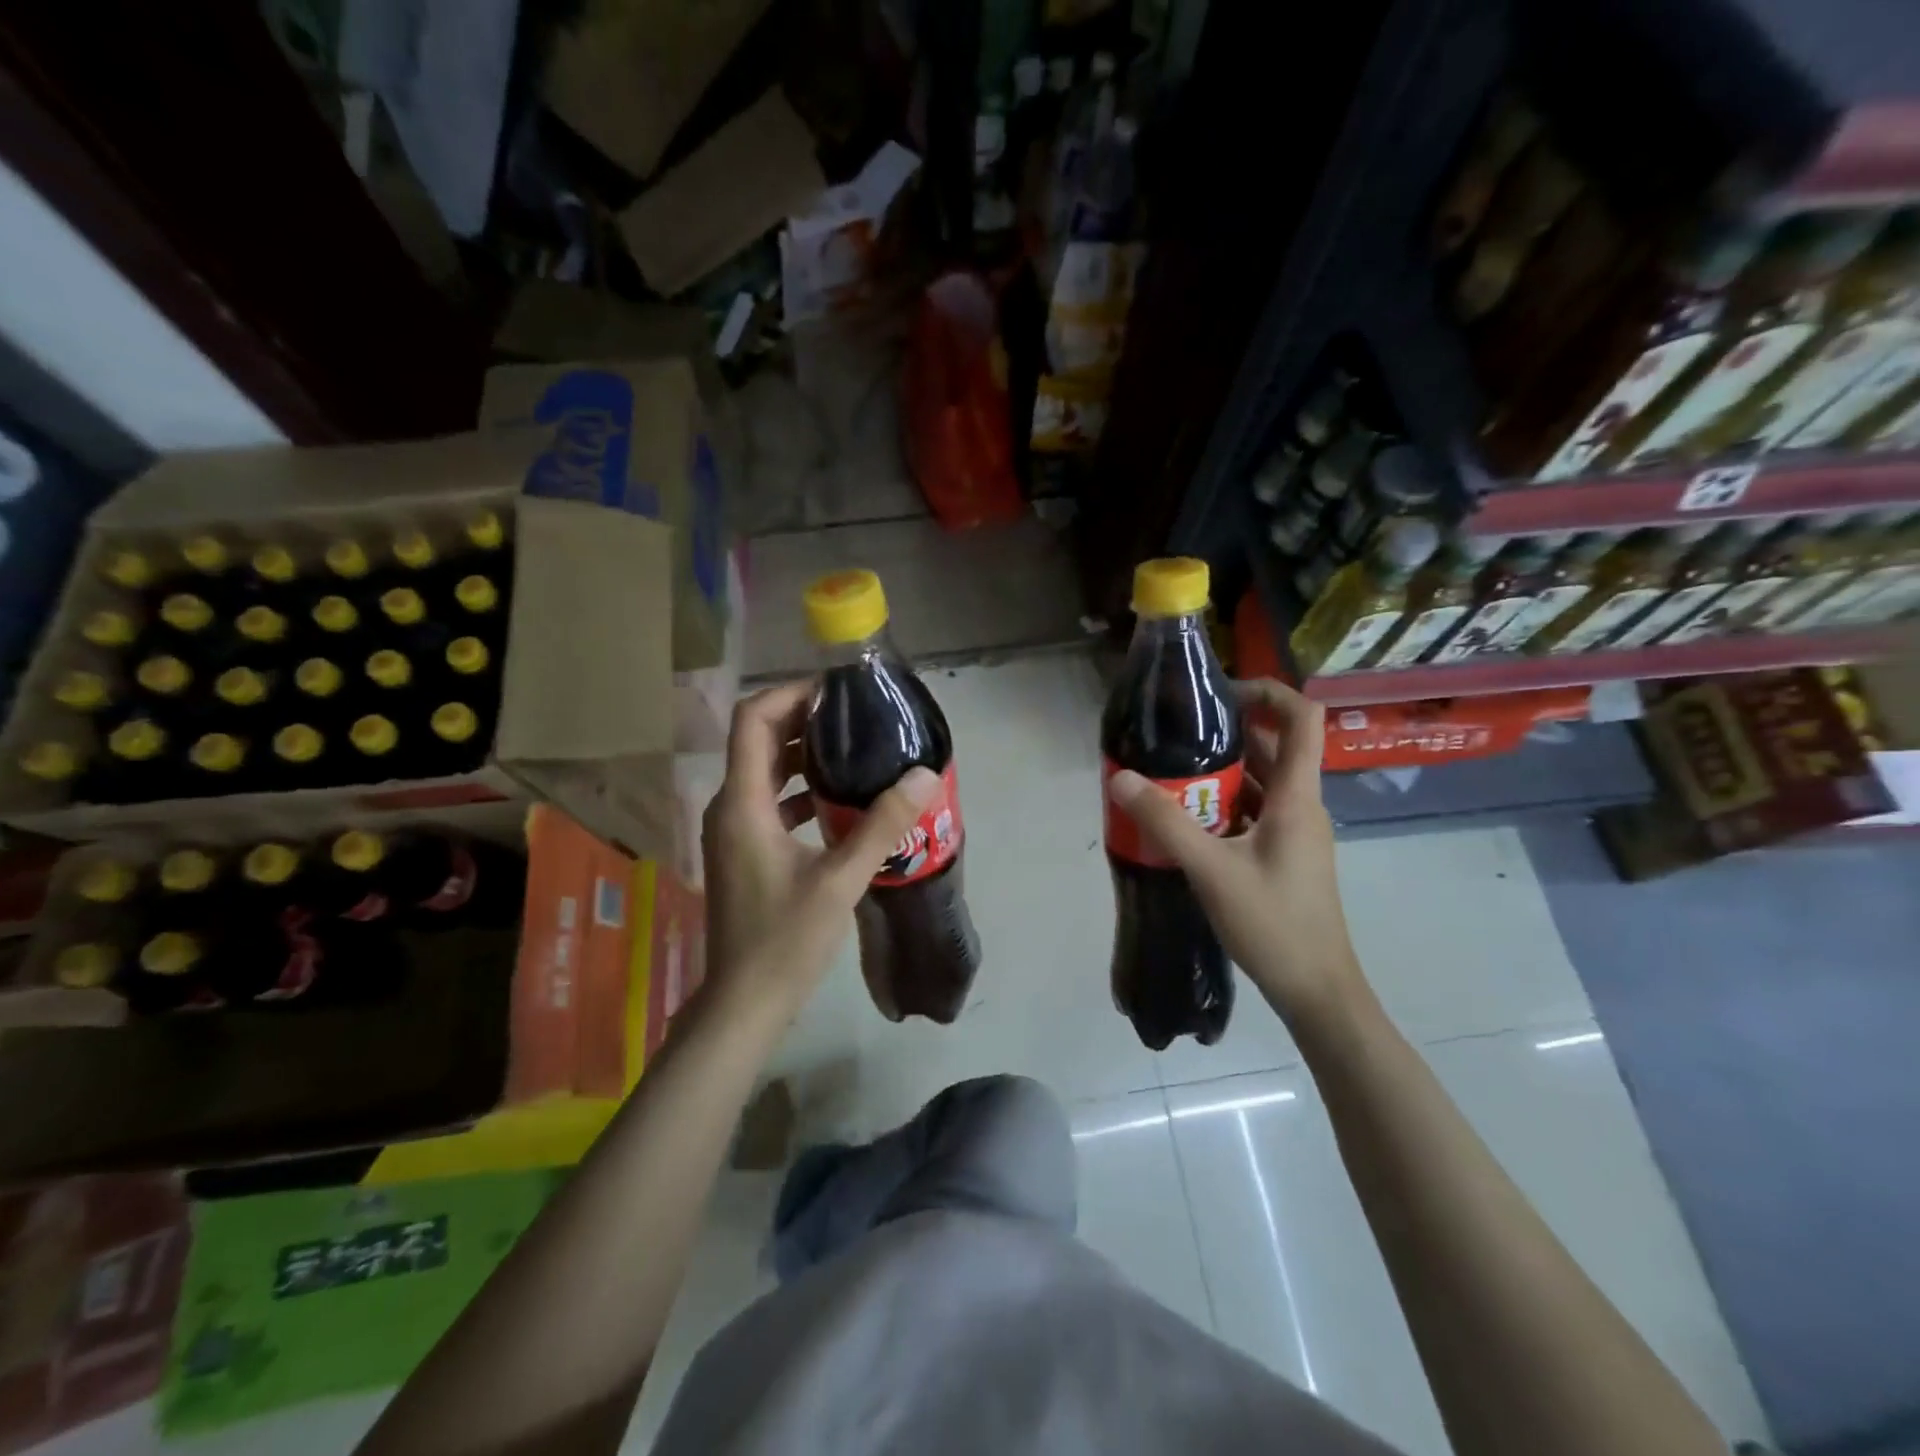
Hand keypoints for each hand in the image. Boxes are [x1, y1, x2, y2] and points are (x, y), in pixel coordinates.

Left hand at [702, 681, 941, 1021]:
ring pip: (764, 771)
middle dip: (803, 721)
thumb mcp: (840, 881)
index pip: (752, 720)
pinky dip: (799, 789)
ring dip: (802, 755)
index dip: (790, 695)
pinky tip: (838, 800)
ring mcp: (733, 831)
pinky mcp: (744, 851)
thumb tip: (923, 775)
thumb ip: (881, 826)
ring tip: (854, 749)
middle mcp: (729, 808)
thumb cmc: (785, 941)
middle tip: (856, 717)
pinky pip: (769, 801)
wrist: (743, 1004)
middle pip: (758, 740)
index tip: (836, 693)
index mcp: (742, 804)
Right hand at [1106, 678, 1364, 1024]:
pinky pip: (1255, 813)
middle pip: (1275, 748)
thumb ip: (1166, 822)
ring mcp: (1295, 833)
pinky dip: (1224, 805)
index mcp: (1298, 797)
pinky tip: (1185, 819)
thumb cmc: (1273, 923)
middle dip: (1229, 733)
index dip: (1270, 692)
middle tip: (1177, 733)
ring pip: (1262, 783)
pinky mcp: (1283, 856)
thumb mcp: (1211, 870)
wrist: (1316, 989)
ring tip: (1171, 771)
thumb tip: (1122, 778)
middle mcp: (1302, 806)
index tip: (1221, 692)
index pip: (1303, 719)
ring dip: (1223, 772)